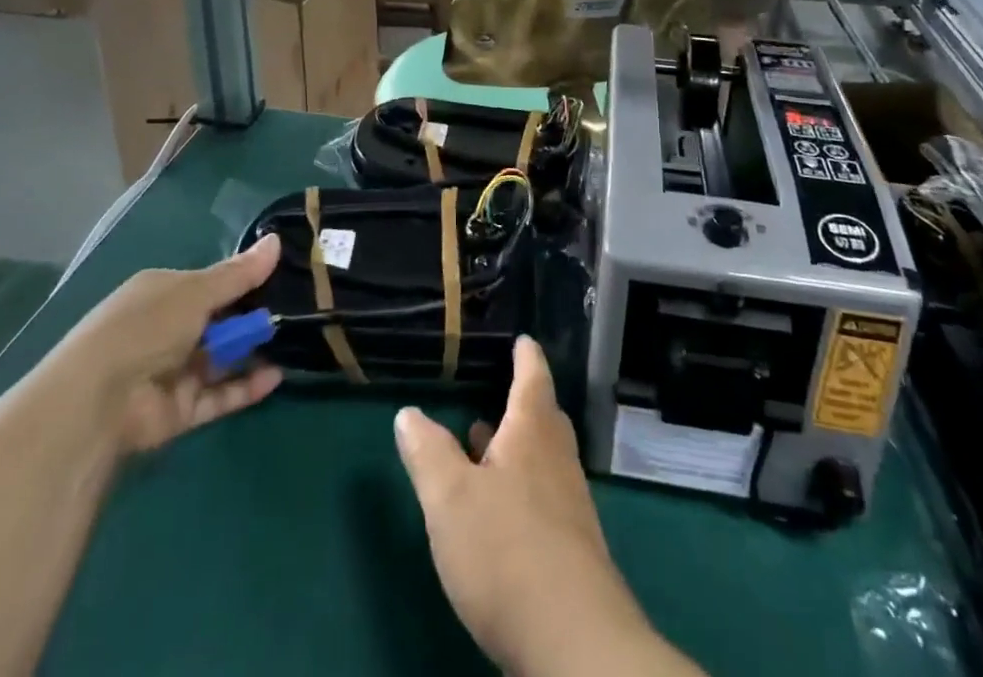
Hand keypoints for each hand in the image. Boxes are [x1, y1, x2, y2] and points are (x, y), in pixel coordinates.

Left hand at [42, 236, 283, 455]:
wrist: (97, 402)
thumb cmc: (146, 327)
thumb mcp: (197, 291)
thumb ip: (239, 273)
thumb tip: (277, 240)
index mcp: (162, 293)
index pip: (209, 283)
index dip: (242, 280)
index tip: (279, 277)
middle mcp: (167, 329)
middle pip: (218, 321)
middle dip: (251, 317)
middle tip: (293, 310)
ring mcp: (172, 371)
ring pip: (221, 358)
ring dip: (251, 351)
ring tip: (293, 340)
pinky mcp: (179, 410)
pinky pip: (219, 395)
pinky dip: (246, 387)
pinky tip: (275, 376)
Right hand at [394, 338, 699, 676]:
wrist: (574, 643)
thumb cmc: (506, 552)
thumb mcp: (450, 499)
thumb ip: (428, 452)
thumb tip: (409, 412)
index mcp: (532, 432)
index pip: (533, 377)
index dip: (526, 355)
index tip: (523, 339)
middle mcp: (556, 458)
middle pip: (541, 416)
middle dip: (521, 400)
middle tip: (501, 388)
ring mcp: (568, 504)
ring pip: (541, 457)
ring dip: (516, 444)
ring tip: (485, 440)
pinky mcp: (569, 546)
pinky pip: (543, 493)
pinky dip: (520, 482)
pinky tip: (499, 505)